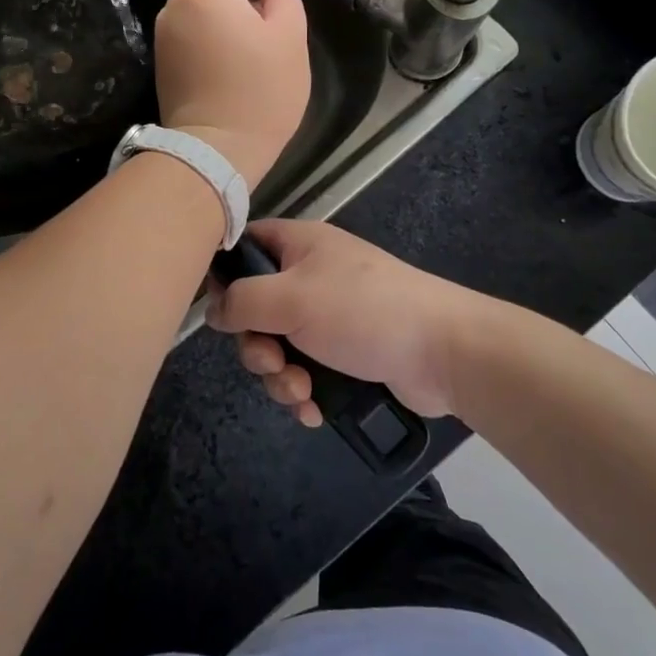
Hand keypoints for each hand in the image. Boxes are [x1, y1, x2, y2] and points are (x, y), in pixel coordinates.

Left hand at [155, 0, 309, 187]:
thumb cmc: (261, 92)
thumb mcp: (290, 39)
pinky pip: (183, 20)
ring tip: (246, 13)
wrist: (215, 148)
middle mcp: (177, 4)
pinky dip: (204, 15)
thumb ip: (283, 0)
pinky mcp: (162, 57)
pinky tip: (227, 36)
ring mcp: (164, 32)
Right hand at [207, 219, 485, 422]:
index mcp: (298, 245)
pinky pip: (305, 370)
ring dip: (281, 376)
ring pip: (279, 346)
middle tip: (273, 362)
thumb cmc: (362, 310)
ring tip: (301, 392)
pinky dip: (304, 391)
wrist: (443, 351)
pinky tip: (315, 410)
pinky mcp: (345, 353)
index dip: (225, 276)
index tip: (222, 312)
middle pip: (256, 307)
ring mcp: (329, 316)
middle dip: (258, 345)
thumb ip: (242, 300)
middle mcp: (309, 275)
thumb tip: (212, 311)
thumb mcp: (292, 298)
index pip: (245, 245)